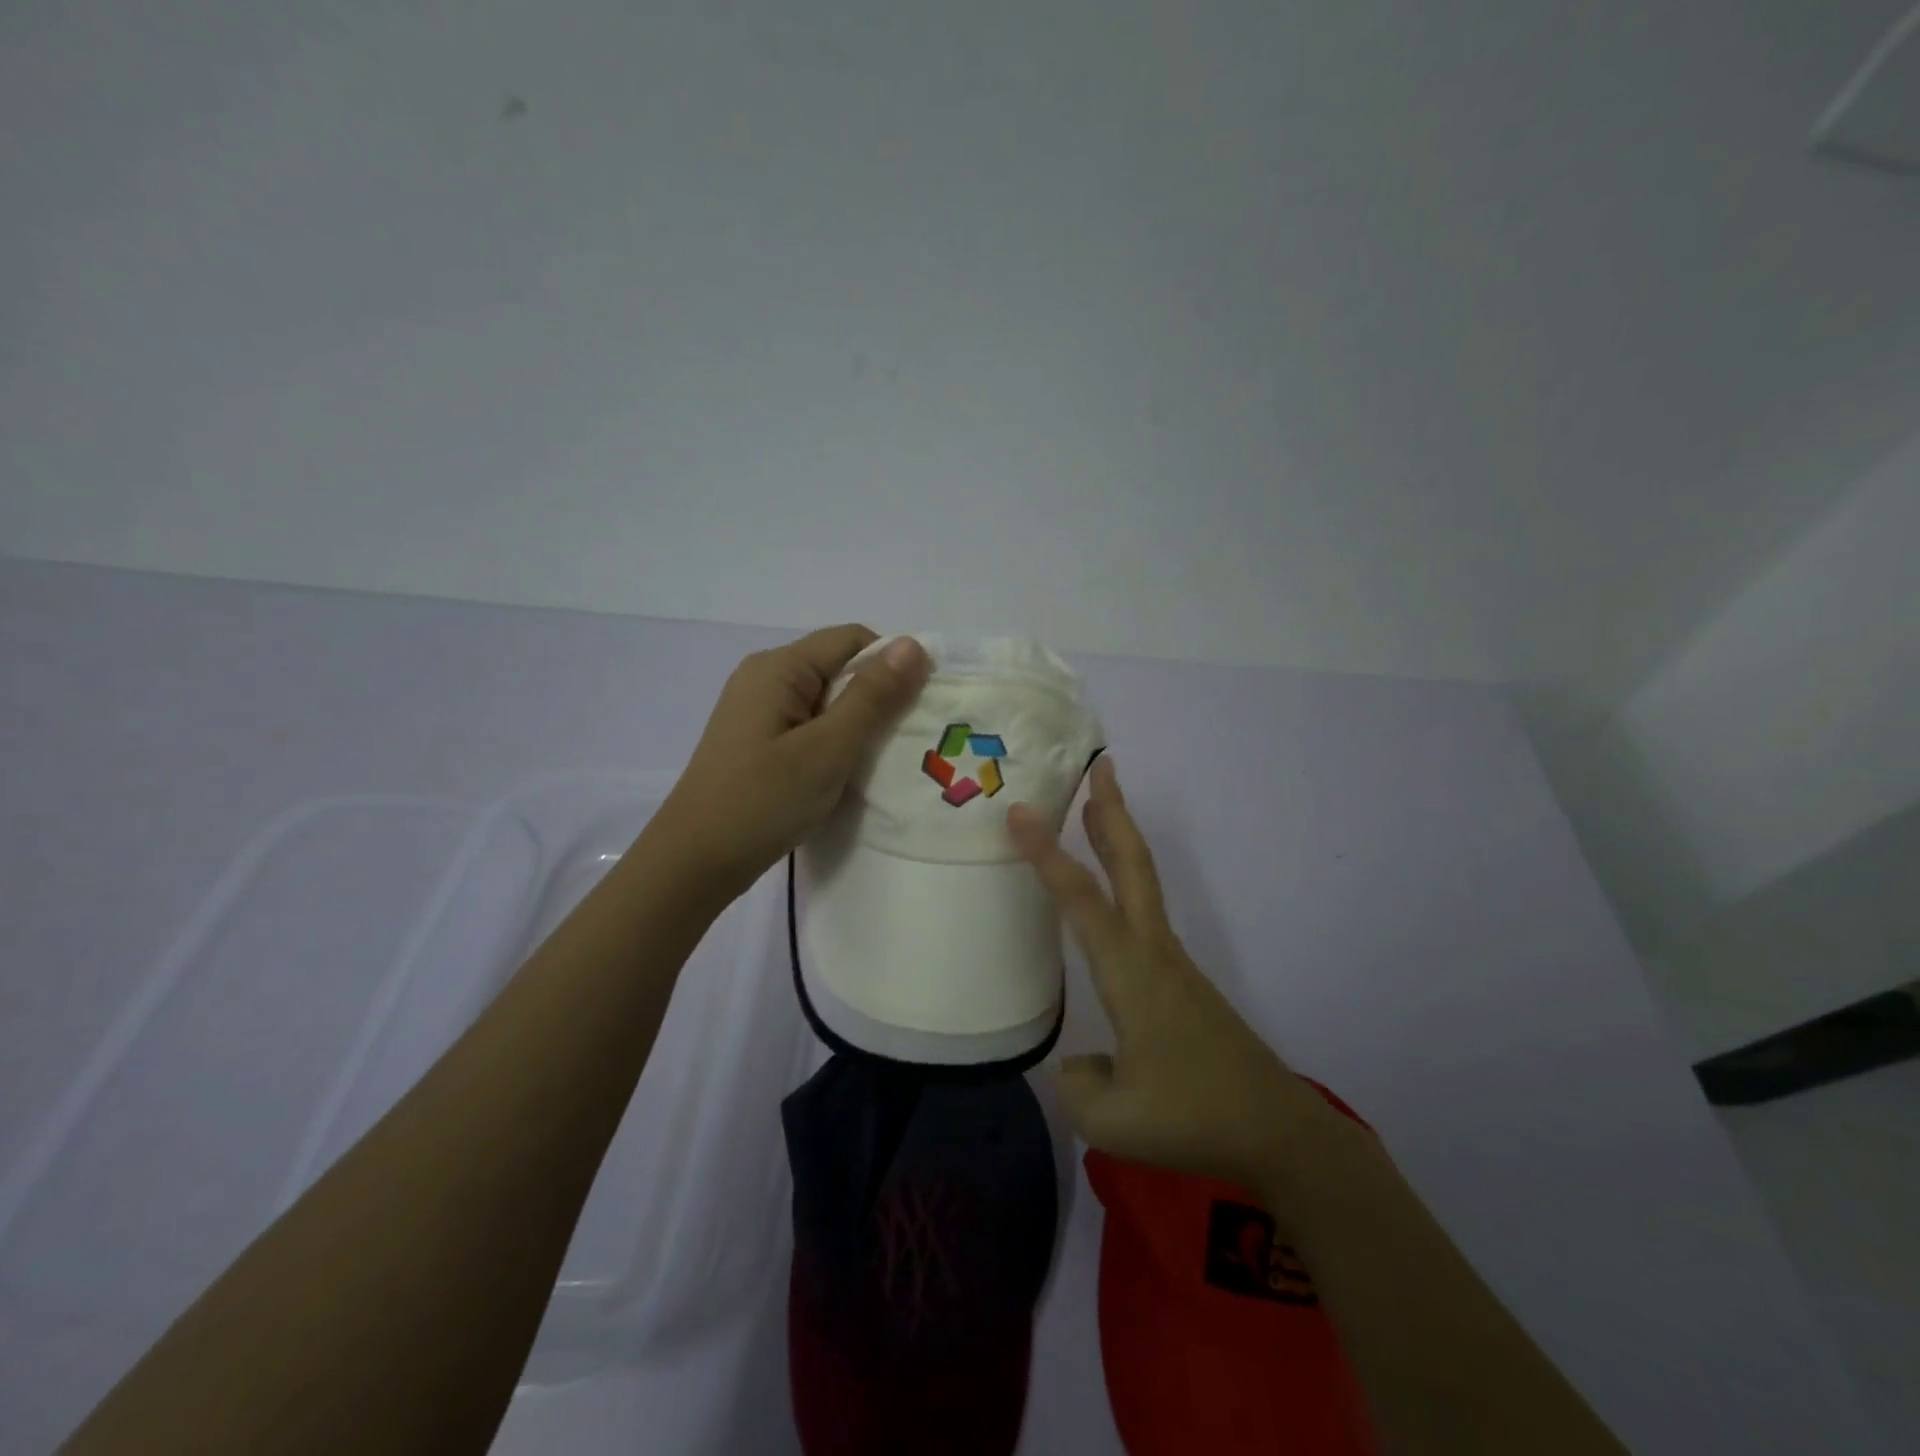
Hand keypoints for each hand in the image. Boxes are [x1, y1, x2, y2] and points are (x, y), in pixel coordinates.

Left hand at [655, 626, 928, 896]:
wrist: (694, 863)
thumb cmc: (763, 801)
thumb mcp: (828, 748)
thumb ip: (872, 696)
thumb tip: (913, 644)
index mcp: (779, 667)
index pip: (852, 639)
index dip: (891, 666)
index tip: (915, 709)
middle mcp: (765, 677)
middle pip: (838, 667)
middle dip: (875, 698)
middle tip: (901, 743)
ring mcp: (757, 711)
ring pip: (825, 700)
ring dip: (856, 725)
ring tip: (876, 763)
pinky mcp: (756, 741)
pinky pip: (808, 725)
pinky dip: (833, 742)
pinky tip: (842, 774)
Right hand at [1008, 758, 1333, 1191]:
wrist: (1278, 1130)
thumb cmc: (1193, 1118)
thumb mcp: (1113, 1121)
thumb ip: (1076, 1085)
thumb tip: (1075, 1063)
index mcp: (1131, 973)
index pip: (1082, 899)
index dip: (1048, 854)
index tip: (1020, 813)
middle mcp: (1153, 952)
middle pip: (1133, 864)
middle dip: (1114, 811)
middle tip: (1100, 765)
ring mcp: (1172, 962)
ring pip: (1142, 882)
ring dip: (1119, 839)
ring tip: (1095, 807)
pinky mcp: (1181, 980)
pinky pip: (1144, 912)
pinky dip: (1124, 880)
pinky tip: (1108, 901)